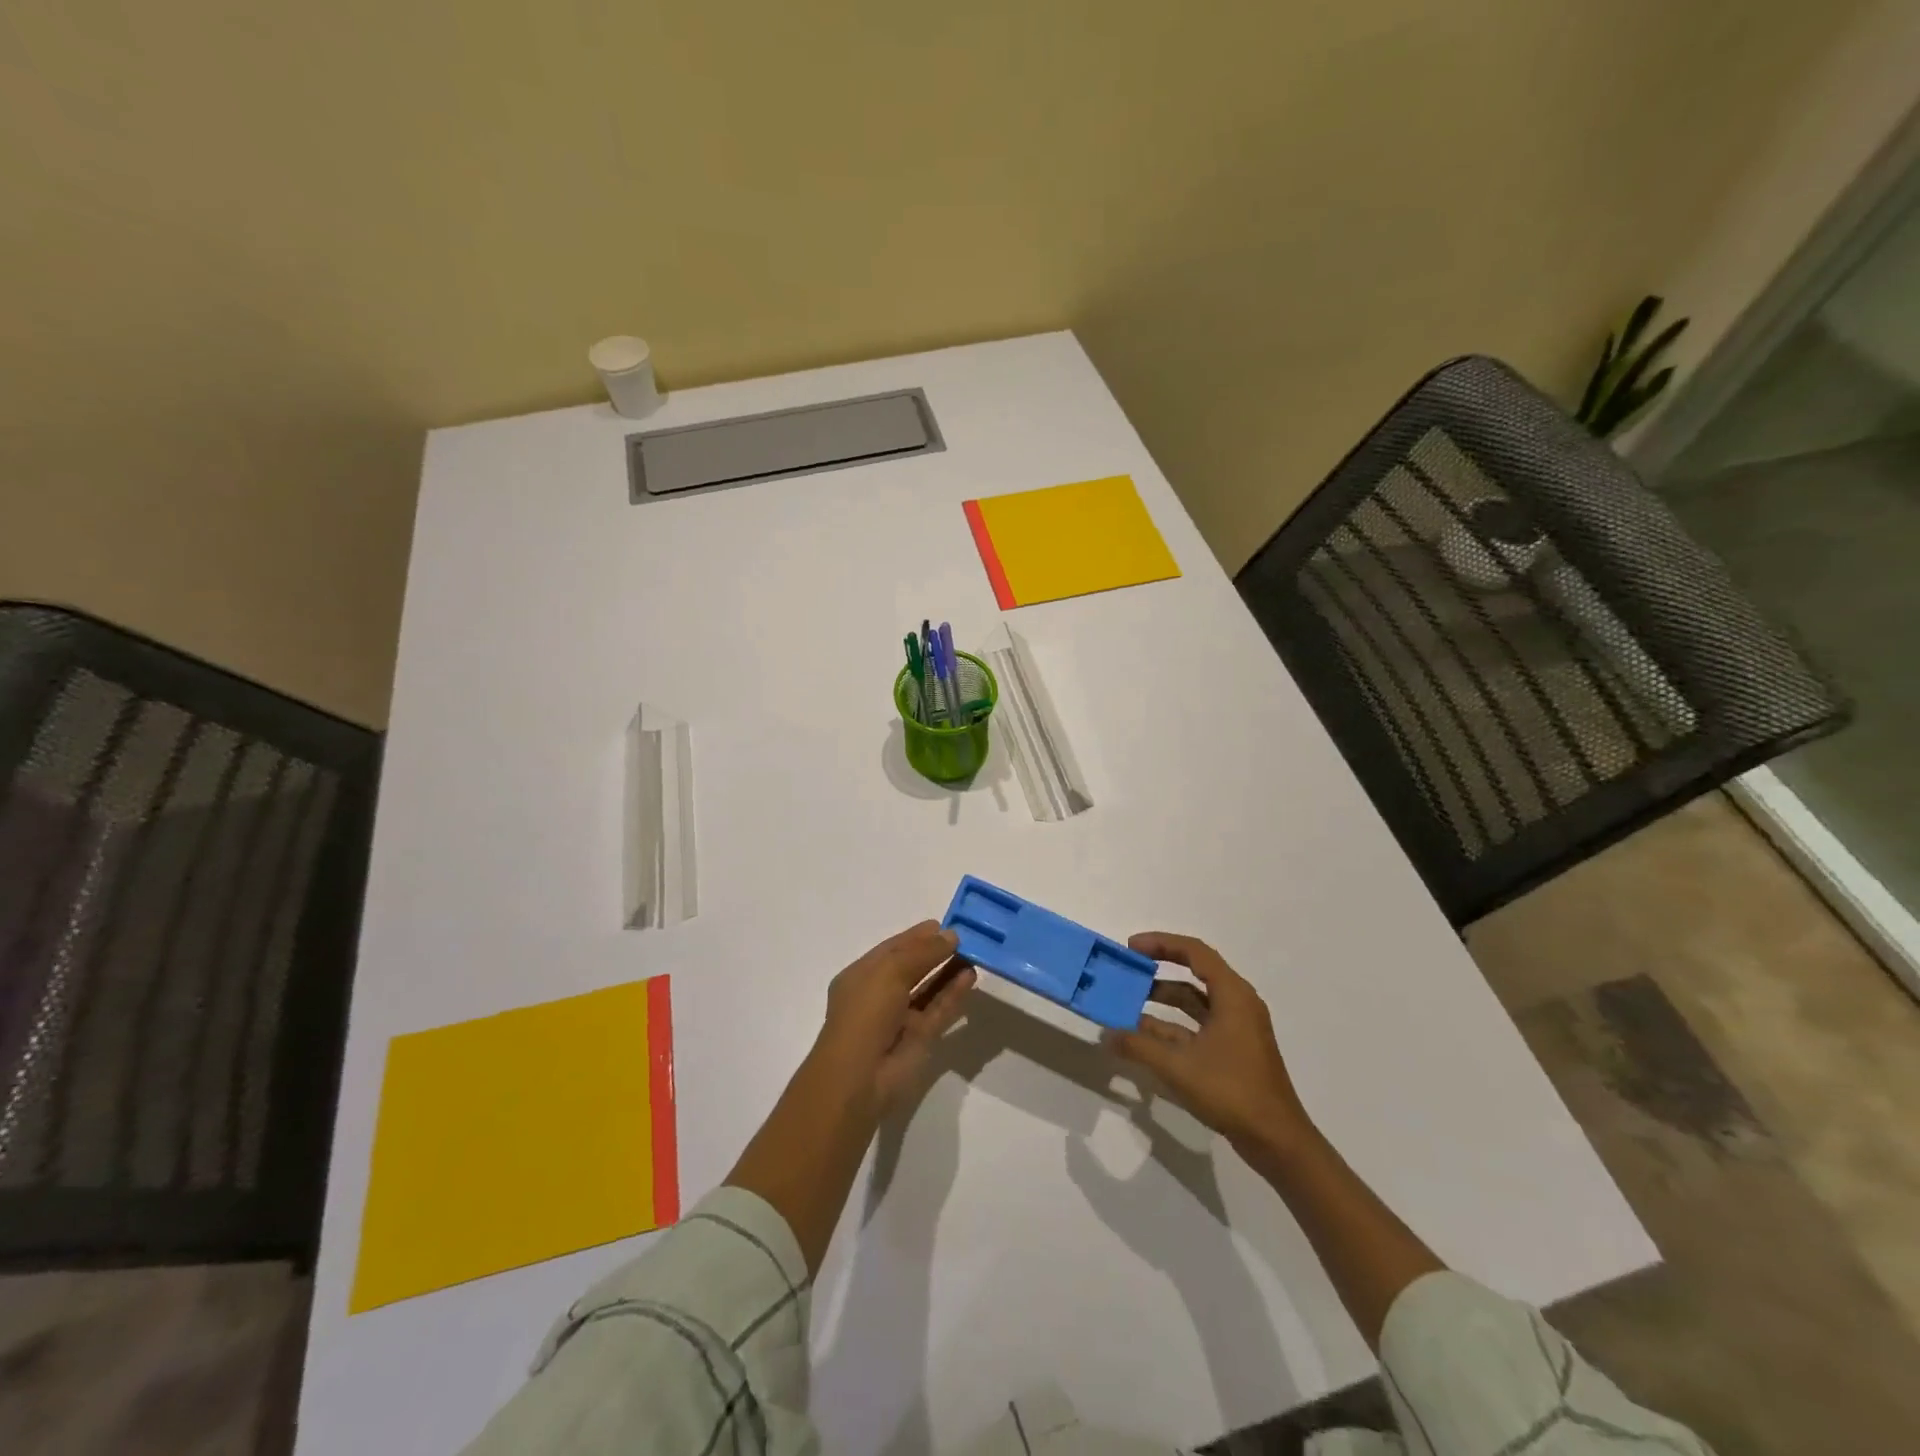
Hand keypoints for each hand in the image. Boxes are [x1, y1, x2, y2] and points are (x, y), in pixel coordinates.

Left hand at [812, 920, 976, 1113]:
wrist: (860, 1076)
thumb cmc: (866, 1012)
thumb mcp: (890, 970)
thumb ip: (923, 951)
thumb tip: (951, 936)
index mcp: (862, 976)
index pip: (892, 949)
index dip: (916, 936)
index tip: (943, 924)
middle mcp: (879, 995)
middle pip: (912, 968)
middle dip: (935, 952)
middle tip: (965, 938)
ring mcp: (900, 1018)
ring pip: (928, 989)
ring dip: (948, 972)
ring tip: (973, 954)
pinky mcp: (919, 1039)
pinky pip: (939, 1010)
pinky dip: (954, 994)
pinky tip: (970, 977)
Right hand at [1105, 933, 1313, 1154]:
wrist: (1277, 1141)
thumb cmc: (1232, 1091)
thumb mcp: (1178, 1067)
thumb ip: (1139, 1047)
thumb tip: (1107, 1034)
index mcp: (1233, 995)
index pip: (1195, 952)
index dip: (1161, 944)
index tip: (1131, 947)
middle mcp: (1237, 1004)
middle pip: (1195, 973)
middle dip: (1159, 970)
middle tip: (1128, 970)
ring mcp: (1237, 1028)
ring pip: (1195, 1002)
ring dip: (1163, 1000)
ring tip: (1128, 1003)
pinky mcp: (1233, 1050)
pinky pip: (1198, 1025)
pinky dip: (1172, 1026)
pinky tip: (1144, 1037)